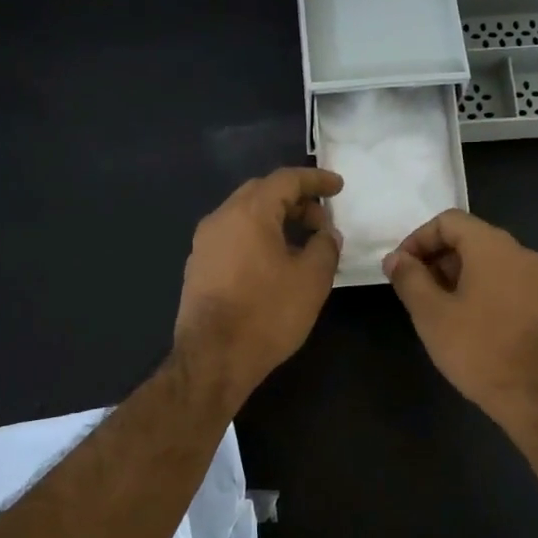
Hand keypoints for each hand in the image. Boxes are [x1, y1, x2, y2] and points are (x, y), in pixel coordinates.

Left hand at [174, 167, 343, 409]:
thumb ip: (325, 247)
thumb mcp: (312, 279)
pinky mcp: (199, 267)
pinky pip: (233, 237)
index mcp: (249, 213)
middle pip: (261, 193)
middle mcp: (221, 218)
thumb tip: (326, 234)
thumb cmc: (267, 313)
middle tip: (321, 219)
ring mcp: (204, 243)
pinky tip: (275, 262)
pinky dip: (258, 237)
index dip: (316, 180)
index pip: (286, 180)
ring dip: (276, 220)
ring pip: (245, 215)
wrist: (213, 358)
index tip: (338, 187)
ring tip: (302, 242)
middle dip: (295, 199)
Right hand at [381, 209, 537, 426]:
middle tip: (415, 291)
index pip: (449, 221)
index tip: (400, 269)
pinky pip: (507, 283)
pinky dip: (482, 291)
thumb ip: (409, 279)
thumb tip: (396, 258)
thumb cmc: (478, 349)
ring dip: (458, 277)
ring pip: (490, 263)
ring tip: (438, 310)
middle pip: (471, 239)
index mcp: (493, 246)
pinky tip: (468, 324)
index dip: (418, 239)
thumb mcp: (431, 314)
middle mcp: (521, 253)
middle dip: (437, 259)